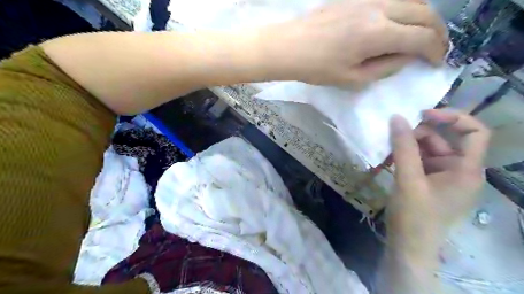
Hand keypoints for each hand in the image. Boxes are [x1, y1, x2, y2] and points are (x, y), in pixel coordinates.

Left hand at [265, 0, 447, 85]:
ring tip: (422, 35)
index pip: (421, 38)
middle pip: (424, 12)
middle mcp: (379, 7)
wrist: (290, 46)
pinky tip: (402, 20)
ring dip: (424, 16)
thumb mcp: (353, 79)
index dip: (436, 52)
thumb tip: (406, 57)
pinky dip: (406, 7)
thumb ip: (385, 68)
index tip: (438, 63)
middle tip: (437, 48)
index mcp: (378, 34)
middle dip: (437, 32)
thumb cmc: (318, 68)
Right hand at [384, 110, 491, 247]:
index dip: (451, 117)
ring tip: (387, 149)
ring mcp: (443, 177)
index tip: (421, 114)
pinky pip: (419, 161)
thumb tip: (396, 117)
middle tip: (393, 135)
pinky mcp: (429, 182)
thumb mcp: (408, 179)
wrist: (408, 246)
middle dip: (418, 134)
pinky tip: (389, 159)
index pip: (474, 132)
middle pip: (444, 139)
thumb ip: (403, 147)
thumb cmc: (413, 216)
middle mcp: (460, 170)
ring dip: (407, 145)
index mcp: (467, 170)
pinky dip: (405, 156)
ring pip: (428, 149)